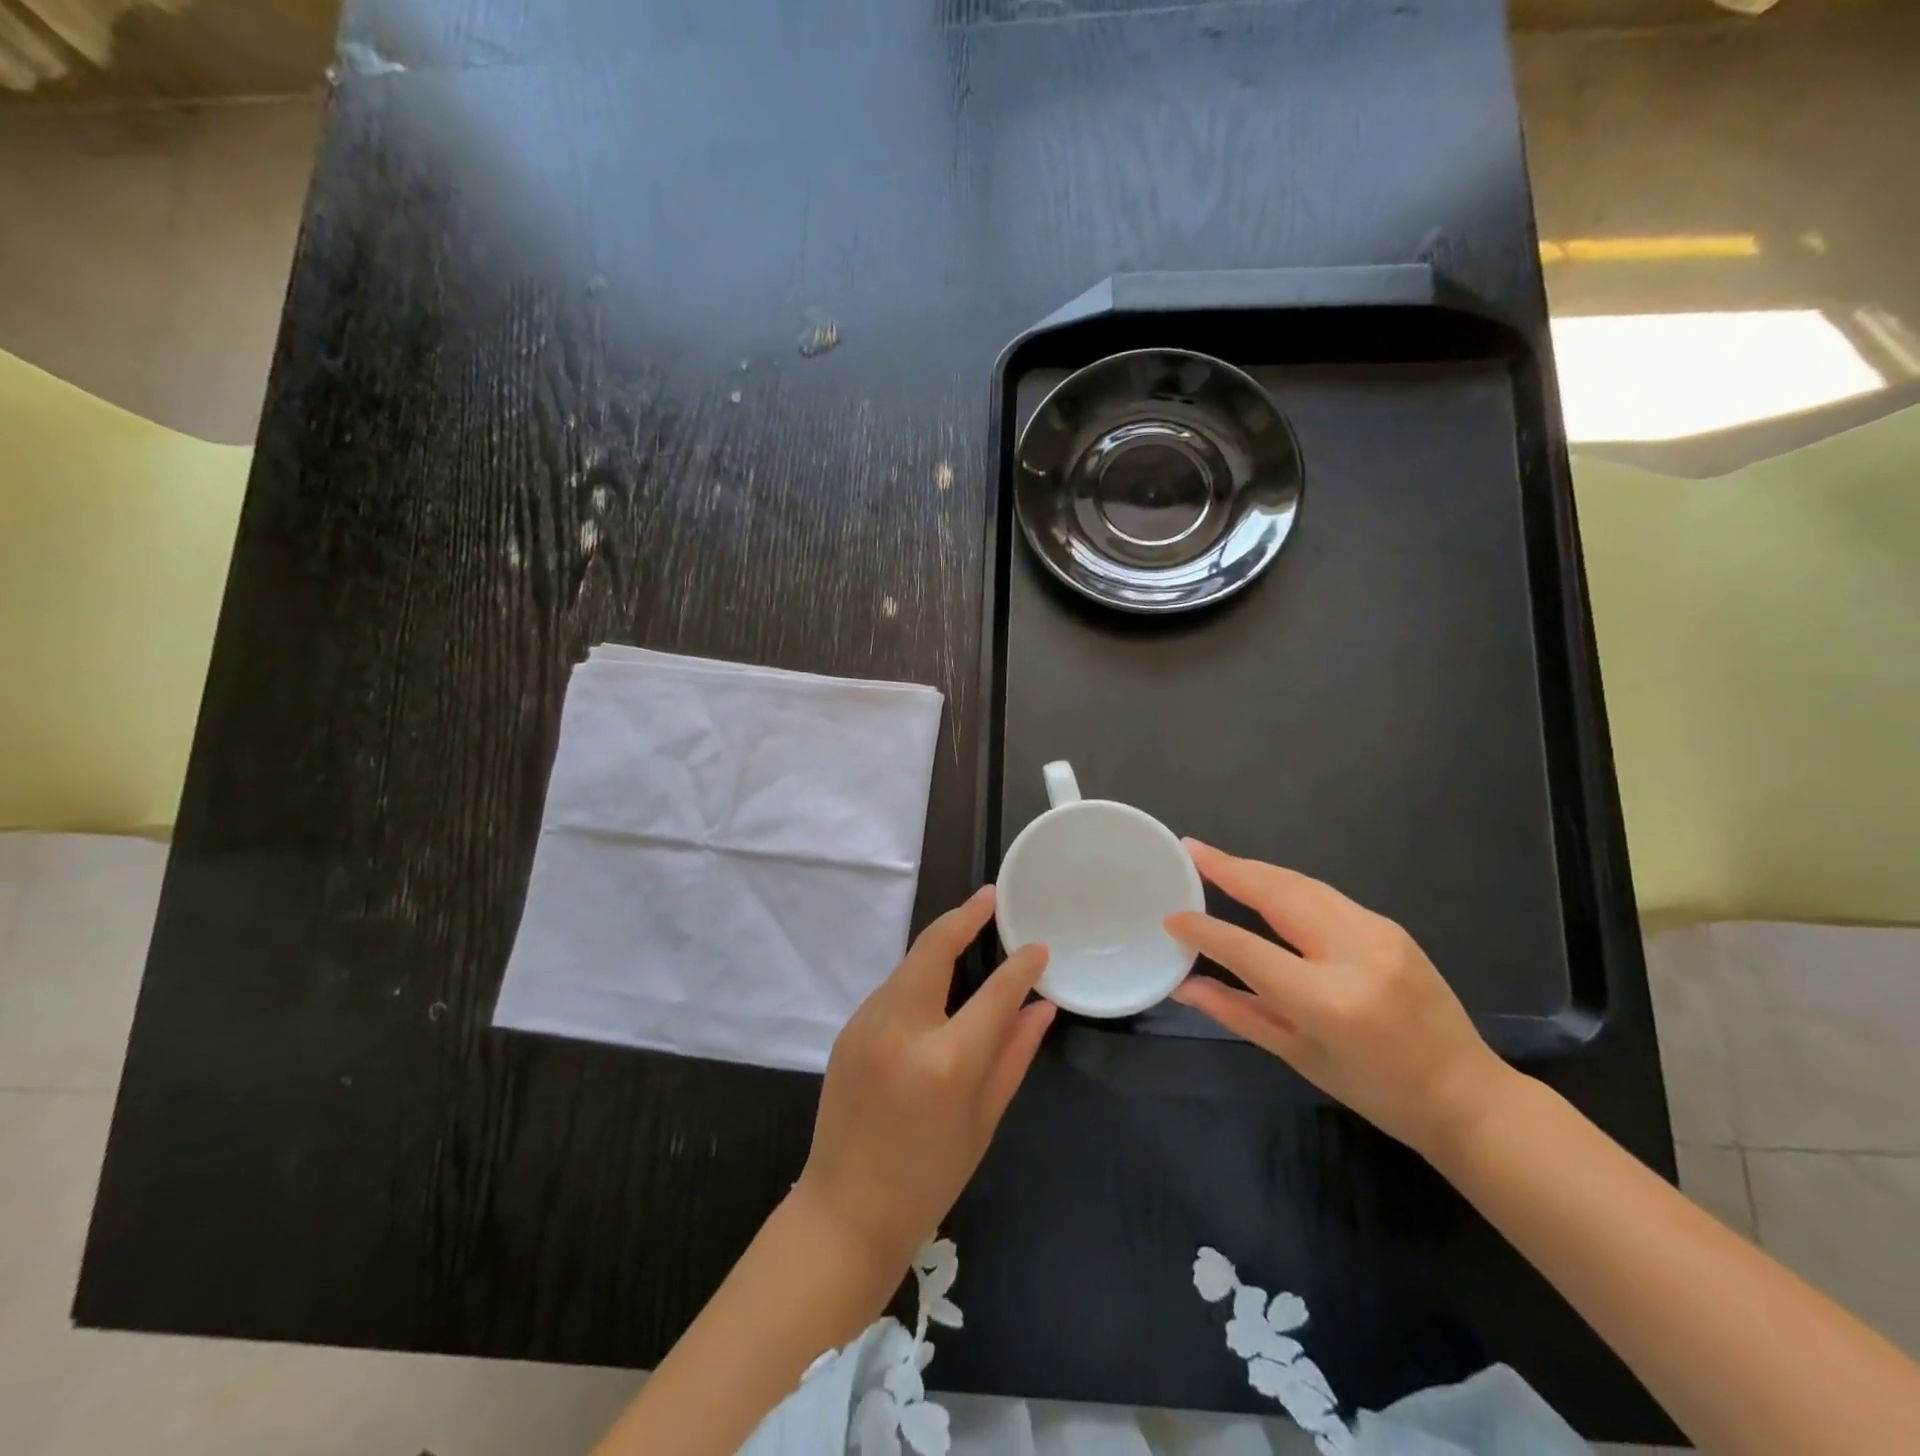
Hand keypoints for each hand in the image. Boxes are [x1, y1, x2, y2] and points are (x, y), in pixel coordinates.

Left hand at [796, 886, 1055, 1269]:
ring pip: (910, 964)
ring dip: (939, 945)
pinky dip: (918, 977)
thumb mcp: (983, 1120)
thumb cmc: (928, 1178)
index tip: (1038, 945)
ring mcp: (867, 1024)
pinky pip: (892, 988)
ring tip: (969, 934)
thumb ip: (1014, 1054)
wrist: (844, 1212)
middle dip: (964, 916)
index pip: (995, 992)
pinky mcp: (848, 1028)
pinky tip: (936, 990)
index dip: (1021, 964)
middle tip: (990, 898)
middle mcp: (902, 1029)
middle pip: (934, 948)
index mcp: (946, 1061)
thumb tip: (1043, 1007)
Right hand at [1166, 840, 1513, 1159]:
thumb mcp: (1299, 1056)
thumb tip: (1183, 986)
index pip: (1248, 951)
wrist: (1470, 1096)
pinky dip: (1286, 884)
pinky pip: (1325, 895)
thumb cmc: (1378, 1092)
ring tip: (1216, 858)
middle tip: (1191, 849)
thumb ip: (1237, 1012)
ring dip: (1257, 869)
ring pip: (1303, 885)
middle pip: (1279, 895)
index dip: (1205, 930)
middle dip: (1231, 868)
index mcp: (1328, 1001)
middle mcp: (1355, 954)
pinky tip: (1263, 882)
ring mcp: (1379, 933)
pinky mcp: (1391, 926)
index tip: (1172, 915)